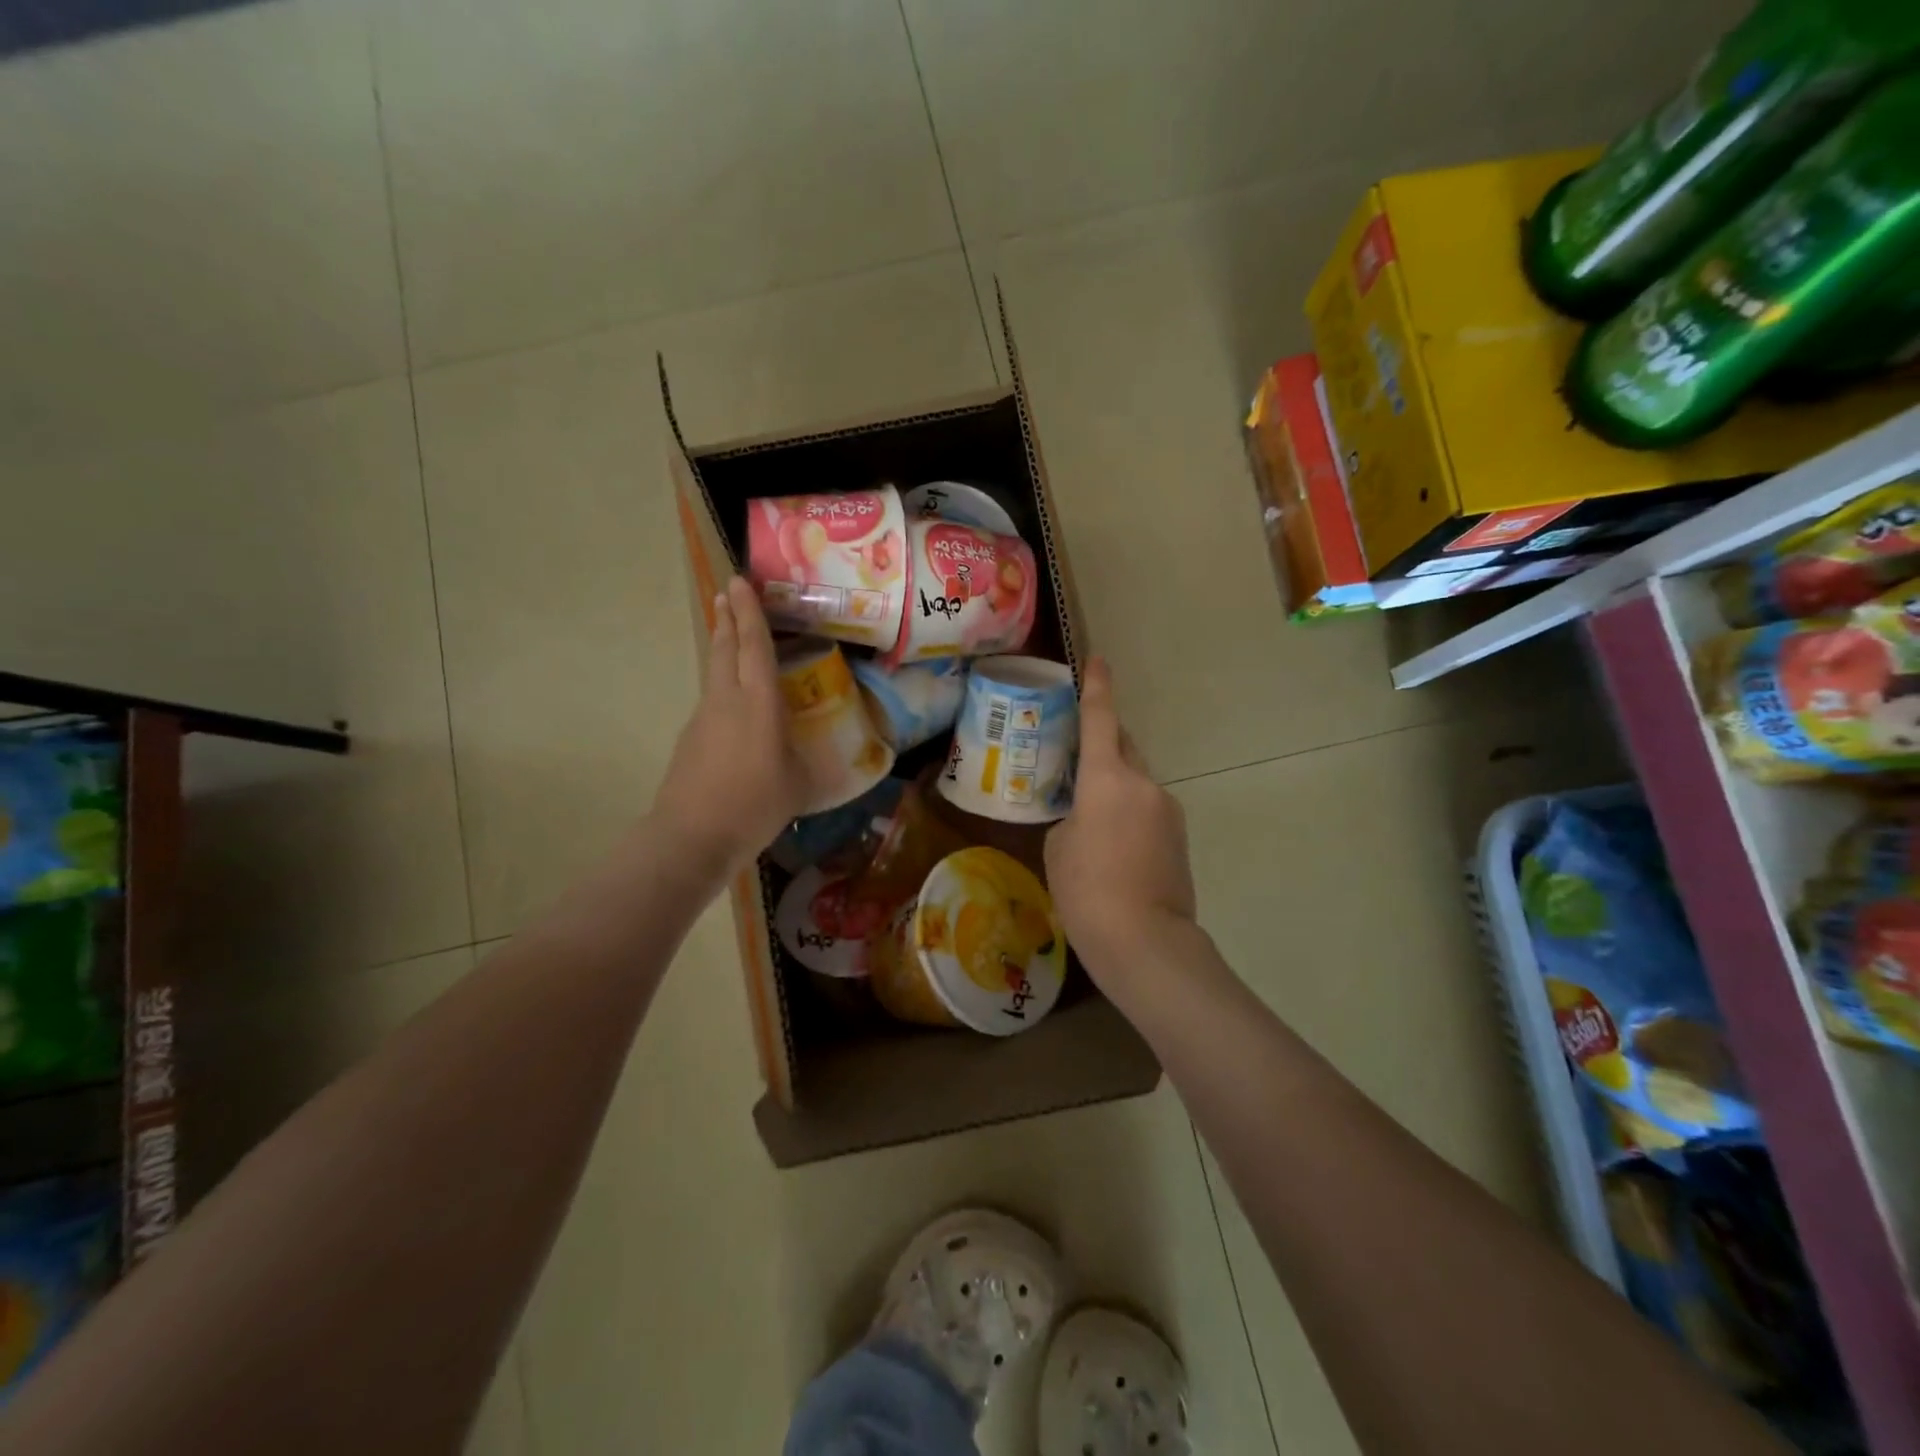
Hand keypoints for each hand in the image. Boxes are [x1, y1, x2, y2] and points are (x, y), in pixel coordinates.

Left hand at [652, 577, 809, 878]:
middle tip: (727, 593)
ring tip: (730, 637)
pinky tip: (733, 707)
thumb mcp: (800, 786)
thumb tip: (844, 767)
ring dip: (721, 649)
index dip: (750, 612)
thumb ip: (817, 768)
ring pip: (714, 672)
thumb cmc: (754, 806)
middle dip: (727, 618)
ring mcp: (703, 719)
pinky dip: (721, 688)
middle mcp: (727, 700)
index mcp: (759, 703)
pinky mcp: (690, 739)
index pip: (754, 646)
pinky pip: (711, 701)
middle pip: (724, 648)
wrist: (691, 837)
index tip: (740, 582)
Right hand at [1044, 658, 1196, 985]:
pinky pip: (1148, 810)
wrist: (1145, 941)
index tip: (1097, 660)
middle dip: (1103, 742)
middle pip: (1123, 746)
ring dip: (1115, 787)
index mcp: (1107, 778)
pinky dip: (1129, 815)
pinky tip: (1113, 849)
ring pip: (1136, 782)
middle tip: (1077, 753)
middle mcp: (1144, 784)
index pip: (1101, 719)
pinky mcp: (1180, 837)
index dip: (1097, 687)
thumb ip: (1071, 817)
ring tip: (1090, 820)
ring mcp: (1167, 810)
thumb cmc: (1087, 890)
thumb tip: (1088, 817)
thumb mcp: (1058, 847)